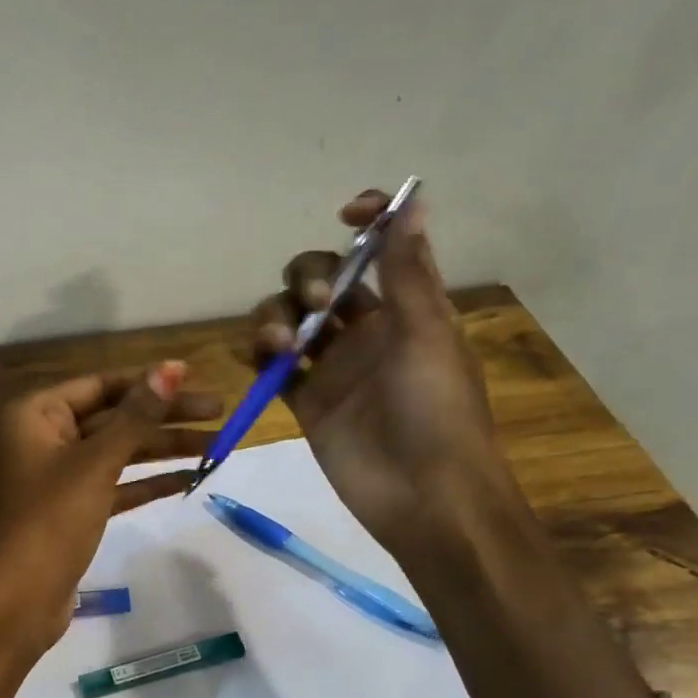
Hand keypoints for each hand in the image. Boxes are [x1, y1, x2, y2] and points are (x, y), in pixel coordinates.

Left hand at [0, 362, 219, 697]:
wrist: (14, 603)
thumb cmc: (48, 522)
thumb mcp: (95, 464)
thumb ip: (136, 416)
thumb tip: (171, 367)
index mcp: (37, 414)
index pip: (102, 384)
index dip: (149, 381)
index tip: (195, 379)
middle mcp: (46, 437)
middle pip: (115, 417)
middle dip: (166, 417)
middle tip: (221, 415)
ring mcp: (60, 476)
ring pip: (120, 452)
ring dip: (165, 450)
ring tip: (219, 446)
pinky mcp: (74, 511)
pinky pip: (118, 485)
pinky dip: (150, 482)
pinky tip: (190, 479)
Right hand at [247, 188, 508, 557]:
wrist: (424, 498)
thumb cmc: (437, 412)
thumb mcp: (427, 334)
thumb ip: (407, 272)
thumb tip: (412, 199)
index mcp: (405, 309)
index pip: (379, 250)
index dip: (365, 223)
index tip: (346, 215)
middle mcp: (364, 331)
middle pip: (319, 281)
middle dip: (307, 279)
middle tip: (314, 306)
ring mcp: (332, 367)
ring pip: (288, 320)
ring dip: (275, 316)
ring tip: (279, 344)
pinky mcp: (305, 402)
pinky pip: (273, 366)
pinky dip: (260, 354)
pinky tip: (261, 357)